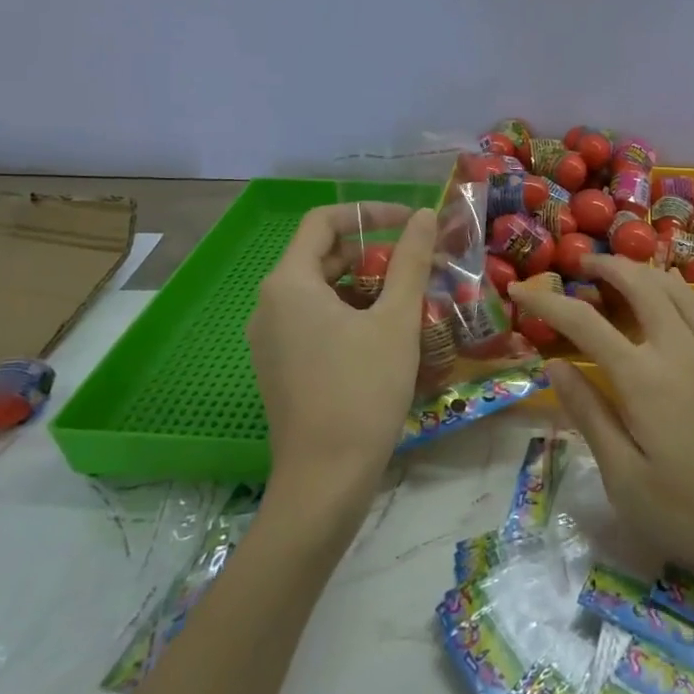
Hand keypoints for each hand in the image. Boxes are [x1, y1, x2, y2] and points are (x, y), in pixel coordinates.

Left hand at [246, 203, 437, 499]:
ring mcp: (269, 340)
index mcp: (289, 283)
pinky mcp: (278, 367)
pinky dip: (347, 315)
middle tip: (416, 267)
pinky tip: (383, 338)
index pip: (323, 221)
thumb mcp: (396, 319)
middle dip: (371, 254)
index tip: (408, 224)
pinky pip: (312, 322)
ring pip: (319, 292)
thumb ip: (410, 260)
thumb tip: (424, 215)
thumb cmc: (363, 389)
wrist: (325, 479)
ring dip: (363, 286)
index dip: (368, 214)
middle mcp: (269, 305)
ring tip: (407, 302)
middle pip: (321, 256)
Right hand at [509, 257, 693, 587]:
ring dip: (643, 270)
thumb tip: (554, 365)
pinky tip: (672, 298)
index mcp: (643, 379)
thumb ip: (589, 414)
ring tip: (621, 272)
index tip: (519, 290)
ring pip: (675, 288)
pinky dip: (677, 289)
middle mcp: (679, 349)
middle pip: (639, 285)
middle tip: (580, 265)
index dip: (547, 301)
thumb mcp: (625, 479)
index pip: (584, 323)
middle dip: (606, 266)